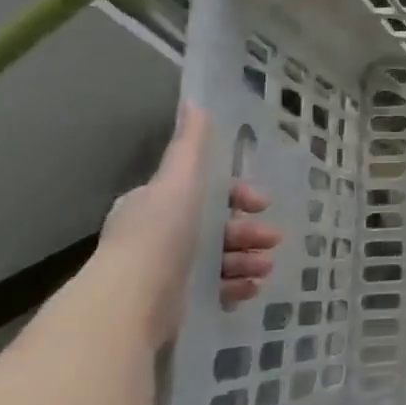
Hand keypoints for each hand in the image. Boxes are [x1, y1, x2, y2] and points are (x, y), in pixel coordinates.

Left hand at [97, 103, 280, 346]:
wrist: (133, 300)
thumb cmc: (160, 233)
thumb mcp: (179, 180)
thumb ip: (190, 145)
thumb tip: (195, 102)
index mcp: (160, 203)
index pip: (208, 193)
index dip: (239, 195)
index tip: (261, 203)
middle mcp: (163, 235)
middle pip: (220, 227)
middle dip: (250, 231)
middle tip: (272, 240)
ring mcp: (170, 271)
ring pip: (222, 258)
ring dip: (249, 259)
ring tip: (263, 269)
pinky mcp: (178, 303)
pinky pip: (217, 289)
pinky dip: (236, 286)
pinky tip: (249, 289)